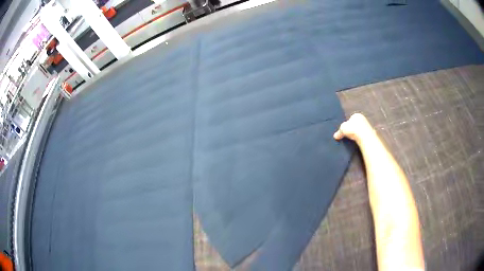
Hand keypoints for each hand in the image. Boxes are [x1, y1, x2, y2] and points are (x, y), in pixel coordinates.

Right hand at [333, 113, 373, 142]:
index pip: (350, 119)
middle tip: (348, 135)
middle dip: (352, 129)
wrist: (364, 136)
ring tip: (353, 140)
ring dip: (357, 134)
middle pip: (356, 124)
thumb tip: (335, 136)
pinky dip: (361, 138)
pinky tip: (358, 141)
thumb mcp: (342, 129)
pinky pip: (364, 135)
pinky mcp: (371, 133)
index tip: (345, 131)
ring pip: (360, 130)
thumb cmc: (352, 129)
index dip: (347, 125)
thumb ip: (339, 132)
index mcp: (356, 115)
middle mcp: (363, 118)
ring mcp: (368, 126)